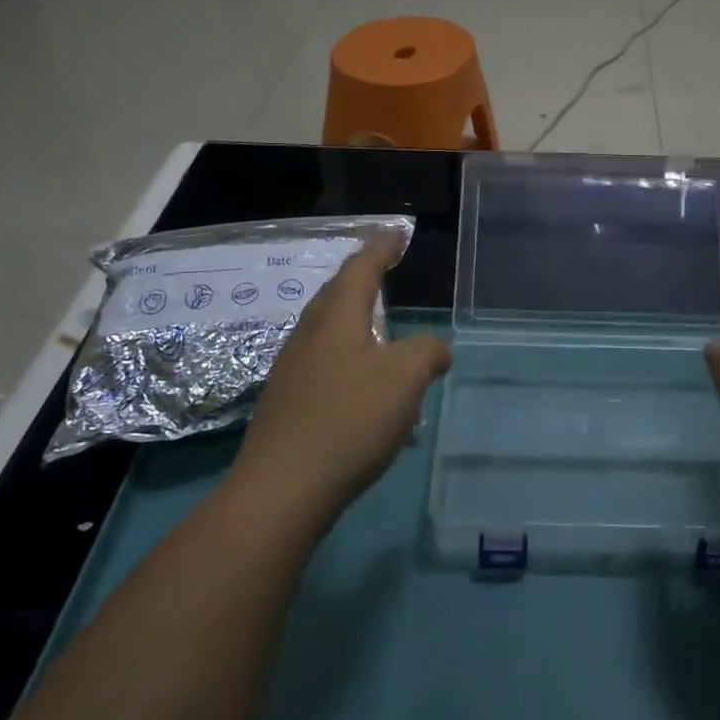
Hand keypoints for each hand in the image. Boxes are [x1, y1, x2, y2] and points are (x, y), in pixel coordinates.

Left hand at [235, 232, 449, 528]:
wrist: (283, 488)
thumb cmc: (349, 420)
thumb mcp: (405, 378)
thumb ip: (427, 352)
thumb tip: (436, 347)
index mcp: (337, 318)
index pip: (361, 268)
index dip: (382, 247)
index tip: (397, 231)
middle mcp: (309, 336)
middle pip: (336, 294)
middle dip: (362, 278)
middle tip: (384, 269)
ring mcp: (293, 370)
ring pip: (327, 330)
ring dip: (354, 320)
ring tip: (380, 327)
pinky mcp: (288, 402)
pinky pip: (324, 362)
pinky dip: (349, 358)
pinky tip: (363, 384)